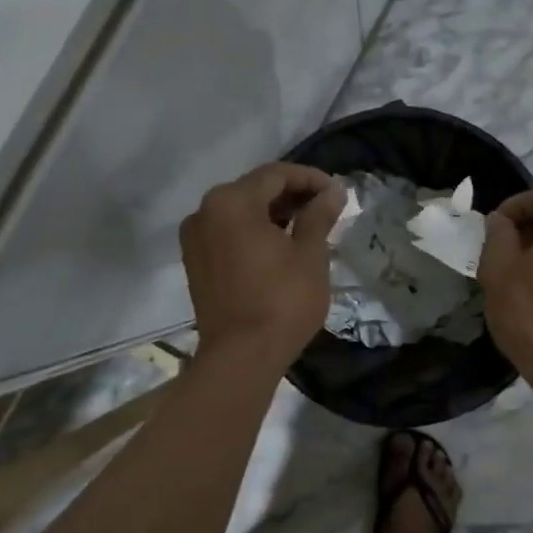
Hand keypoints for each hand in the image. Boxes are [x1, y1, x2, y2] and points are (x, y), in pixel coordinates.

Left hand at [180, 162, 345, 370]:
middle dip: (291, 194)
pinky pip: (227, 232)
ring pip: (240, 211)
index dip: (310, 178)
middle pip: (254, 189)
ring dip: (272, 213)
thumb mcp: (310, 254)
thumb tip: (333, 191)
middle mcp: (205, 211)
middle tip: (325, 207)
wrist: (241, 357)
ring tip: (307, 226)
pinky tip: (279, 244)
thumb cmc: (282, 301)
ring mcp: (195, 237)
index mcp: (231, 202)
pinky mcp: (195, 261)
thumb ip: (319, 215)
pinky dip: (253, 231)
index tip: (336, 192)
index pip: (276, 175)